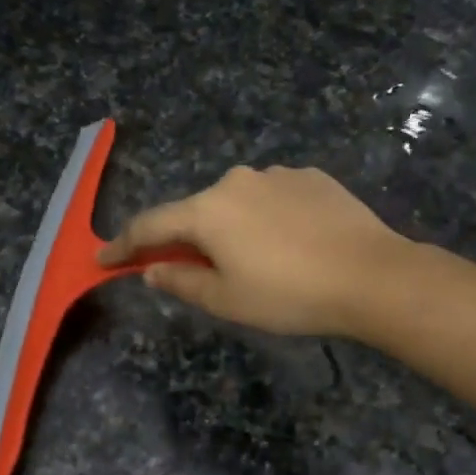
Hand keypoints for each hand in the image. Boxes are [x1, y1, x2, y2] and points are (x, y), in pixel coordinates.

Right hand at [99, 165, 404, 337]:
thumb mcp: (227, 300)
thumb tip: (151, 269)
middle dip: (187, 239)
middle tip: (194, 270)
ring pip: (238, 202)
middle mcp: (236, 181)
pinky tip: (291, 242)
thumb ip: (181, 281)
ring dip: (232, 227)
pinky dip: (268, 217)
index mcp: (208, 210)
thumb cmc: (289, 295)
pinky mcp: (311, 177)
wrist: (371, 275)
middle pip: (197, 211)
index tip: (104, 258)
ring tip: (257, 260)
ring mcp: (277, 174)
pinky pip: (274, 197)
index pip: (151, 224)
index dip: (124, 244)